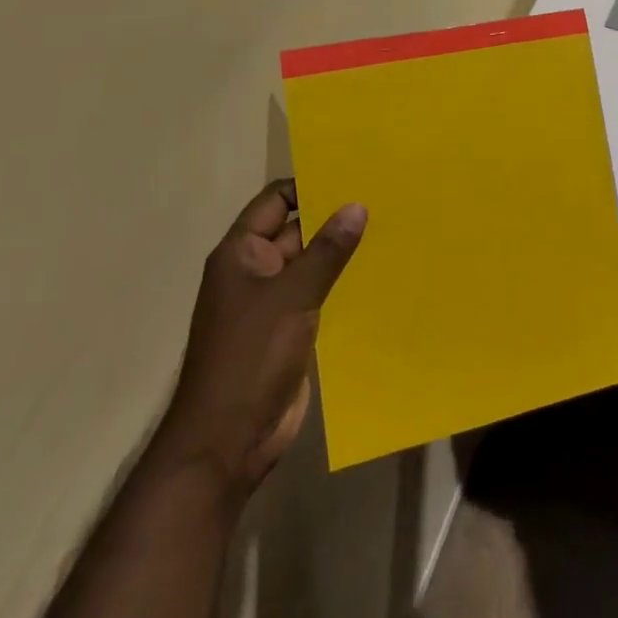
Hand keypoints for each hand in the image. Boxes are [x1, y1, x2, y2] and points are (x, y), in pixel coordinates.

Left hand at [155, 179, 365, 496]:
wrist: (228, 441)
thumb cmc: (250, 357)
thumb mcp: (292, 296)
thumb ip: (326, 250)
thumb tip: (357, 206)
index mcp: (241, 253)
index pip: (275, 201)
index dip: (309, 186)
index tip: (353, 176)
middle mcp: (254, 271)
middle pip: (296, 229)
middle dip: (333, 216)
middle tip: (382, 197)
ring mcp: (272, 302)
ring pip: (310, 262)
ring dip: (341, 250)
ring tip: (389, 229)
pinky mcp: (289, 330)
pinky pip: (318, 293)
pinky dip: (342, 282)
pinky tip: (378, 273)